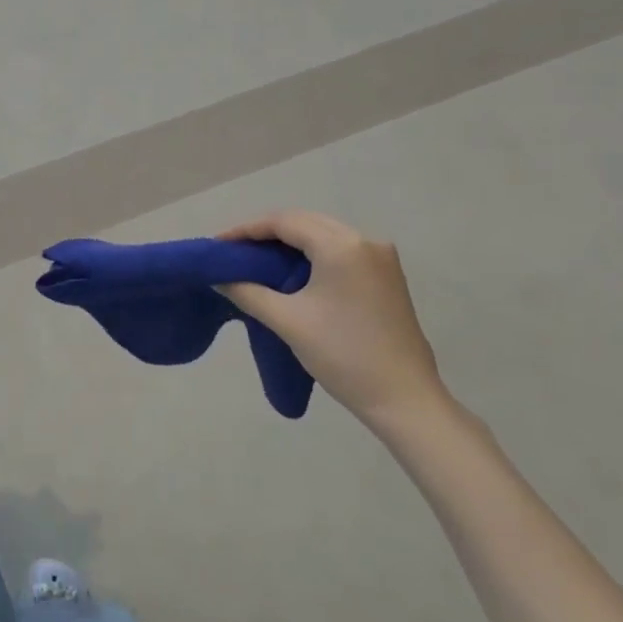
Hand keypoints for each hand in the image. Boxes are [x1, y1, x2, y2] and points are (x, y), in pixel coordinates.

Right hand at [218, 210, 445, 427]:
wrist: (405, 399)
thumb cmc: (343, 355)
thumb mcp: (288, 321)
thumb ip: (248, 292)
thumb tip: (218, 278)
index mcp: (341, 246)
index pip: (284, 222)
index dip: (246, 229)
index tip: (217, 244)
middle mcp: (365, 240)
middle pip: (305, 222)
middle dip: (266, 232)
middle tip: (233, 250)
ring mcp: (381, 257)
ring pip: (324, 234)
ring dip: (290, 242)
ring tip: (256, 259)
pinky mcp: (387, 275)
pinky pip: (340, 250)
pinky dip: (312, 253)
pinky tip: (292, 270)